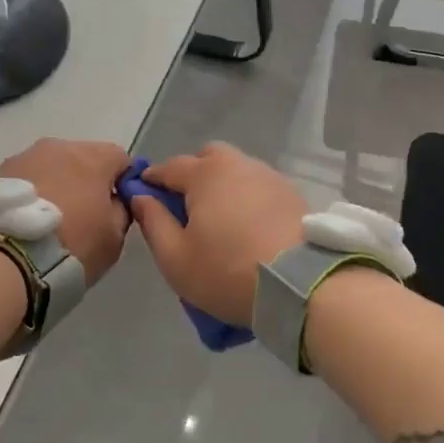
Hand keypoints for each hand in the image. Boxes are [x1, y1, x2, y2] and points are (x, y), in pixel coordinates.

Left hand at [0, 139, 132, 282]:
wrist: (4, 261)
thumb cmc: (71, 247)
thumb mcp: (113, 238)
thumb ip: (122, 211)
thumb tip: (116, 201)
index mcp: (93, 158)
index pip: (120, 158)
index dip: (122, 181)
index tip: (117, 206)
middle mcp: (58, 147)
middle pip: (82, 157)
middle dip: (86, 180)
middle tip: (82, 215)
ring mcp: (22, 157)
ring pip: (49, 166)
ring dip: (54, 185)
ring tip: (47, 220)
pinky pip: (23, 179)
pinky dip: (29, 194)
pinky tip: (23, 221)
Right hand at [129, 142, 307, 326]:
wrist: (302, 284)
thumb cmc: (228, 271)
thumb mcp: (175, 258)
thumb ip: (153, 222)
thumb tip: (140, 196)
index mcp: (205, 174)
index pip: (169, 167)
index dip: (152, 180)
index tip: (143, 195)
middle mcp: (237, 164)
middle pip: (207, 158)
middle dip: (192, 175)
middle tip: (186, 208)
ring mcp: (269, 177)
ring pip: (236, 171)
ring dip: (222, 186)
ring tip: (220, 221)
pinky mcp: (292, 195)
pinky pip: (258, 187)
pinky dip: (247, 199)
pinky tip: (248, 226)